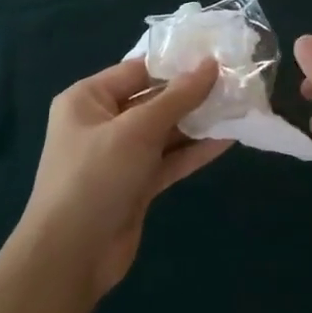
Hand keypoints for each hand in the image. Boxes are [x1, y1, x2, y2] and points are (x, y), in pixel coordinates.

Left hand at [21, 58, 229, 295]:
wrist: (71, 256)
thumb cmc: (96, 177)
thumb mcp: (137, 129)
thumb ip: (177, 98)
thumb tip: (210, 65)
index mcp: (88, 99)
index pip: (138, 70)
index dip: (176, 64)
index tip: (216, 56)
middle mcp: (102, 122)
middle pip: (153, 100)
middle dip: (192, 94)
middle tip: (235, 82)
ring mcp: (119, 156)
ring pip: (164, 132)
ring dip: (198, 123)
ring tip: (239, 107)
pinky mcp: (135, 185)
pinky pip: (168, 160)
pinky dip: (194, 151)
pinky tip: (228, 140)